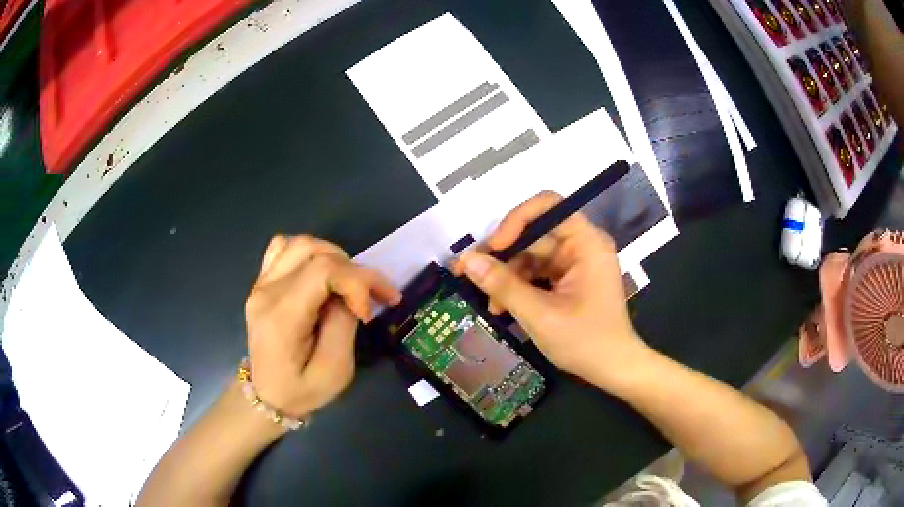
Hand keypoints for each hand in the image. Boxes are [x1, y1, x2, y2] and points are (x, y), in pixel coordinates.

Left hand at [245, 235, 400, 418]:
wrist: (267, 396)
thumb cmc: (302, 390)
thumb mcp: (334, 371)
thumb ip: (343, 325)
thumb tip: (349, 295)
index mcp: (282, 317)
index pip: (322, 271)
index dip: (356, 282)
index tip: (369, 312)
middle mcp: (267, 292)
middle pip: (314, 251)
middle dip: (352, 269)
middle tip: (372, 296)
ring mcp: (261, 284)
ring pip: (300, 243)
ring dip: (332, 256)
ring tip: (348, 283)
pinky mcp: (262, 283)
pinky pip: (282, 248)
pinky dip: (308, 253)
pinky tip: (320, 274)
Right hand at [452, 192, 648, 391]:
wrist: (613, 369)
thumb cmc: (585, 341)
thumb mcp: (540, 314)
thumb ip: (503, 285)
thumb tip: (466, 261)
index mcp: (586, 243)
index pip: (548, 206)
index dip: (516, 220)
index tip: (493, 248)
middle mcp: (581, 246)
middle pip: (534, 234)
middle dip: (503, 255)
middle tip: (470, 272)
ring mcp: (574, 264)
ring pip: (530, 256)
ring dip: (506, 276)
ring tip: (487, 302)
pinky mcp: (568, 281)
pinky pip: (536, 273)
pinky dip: (518, 287)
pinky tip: (500, 307)